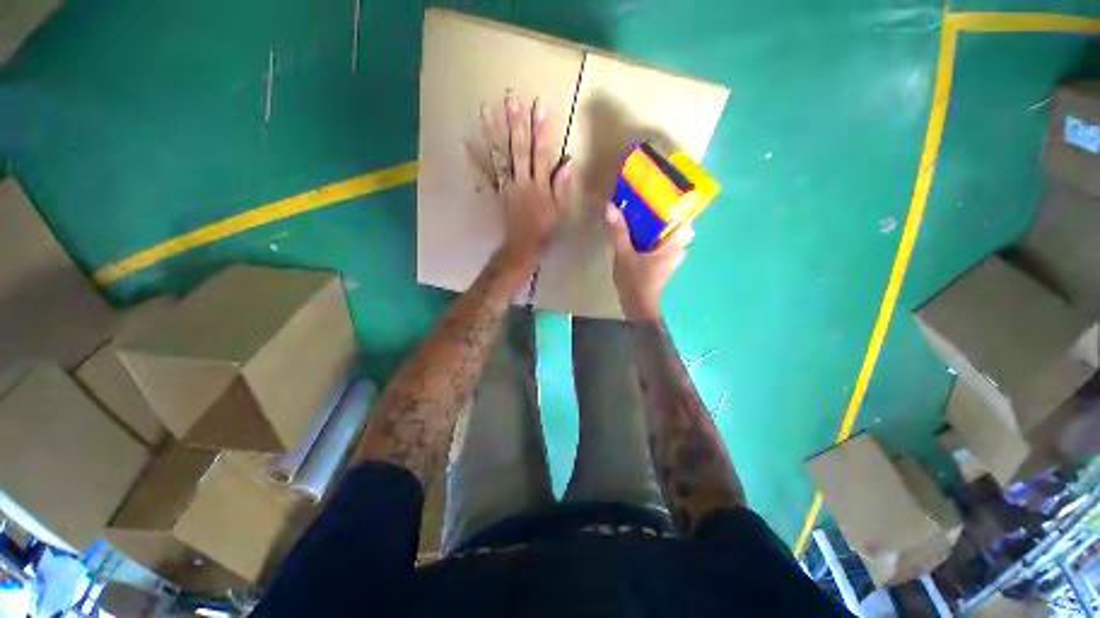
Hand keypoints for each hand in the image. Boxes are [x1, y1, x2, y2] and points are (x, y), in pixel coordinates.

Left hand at [473, 93, 572, 262]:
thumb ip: (562, 187)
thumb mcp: (560, 211)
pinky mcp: (497, 194)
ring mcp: (507, 187)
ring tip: (487, 110)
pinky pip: (485, 177)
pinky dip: (474, 162)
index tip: (540, 107)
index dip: (541, 131)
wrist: (523, 247)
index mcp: (539, 185)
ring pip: (500, 158)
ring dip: (493, 134)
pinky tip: (464, 145)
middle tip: (510, 99)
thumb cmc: (545, 230)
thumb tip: (567, 163)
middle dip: (516, 124)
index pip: (541, 154)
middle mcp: (522, 182)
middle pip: (519, 150)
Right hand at [604, 204, 694, 320]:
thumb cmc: (636, 282)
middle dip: (661, 211)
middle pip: (674, 222)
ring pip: (666, 233)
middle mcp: (678, 249)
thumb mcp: (624, 254)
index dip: (676, 201)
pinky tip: (635, 229)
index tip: (662, 189)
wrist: (638, 308)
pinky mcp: (662, 262)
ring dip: (654, 222)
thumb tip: (610, 207)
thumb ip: (619, 231)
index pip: (685, 216)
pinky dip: (650, 234)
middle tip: (644, 198)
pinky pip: (659, 241)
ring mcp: (670, 256)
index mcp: (675, 245)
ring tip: (638, 210)